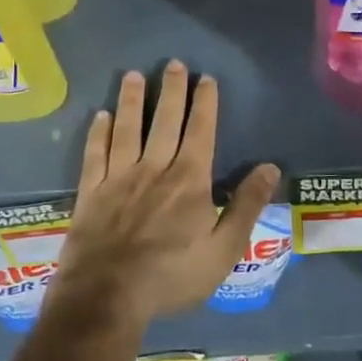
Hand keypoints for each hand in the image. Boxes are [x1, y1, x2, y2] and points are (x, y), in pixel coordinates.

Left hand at [51, 61, 279, 330]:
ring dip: (132, 100)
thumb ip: (246, 206)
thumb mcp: (223, 249)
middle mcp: (154, 168)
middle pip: (164, 121)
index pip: (200, 131)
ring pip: (128, 128)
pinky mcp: (92, 192)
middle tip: (174, 64)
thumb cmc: (172, 276)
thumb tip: (269, 168)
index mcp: (189, 180)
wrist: (107, 296)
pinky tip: (101, 116)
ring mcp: (119, 178)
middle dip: (171, 91)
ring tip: (134, 75)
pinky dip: (99, 132)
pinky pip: (96, 153)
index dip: (205, 104)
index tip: (206, 79)